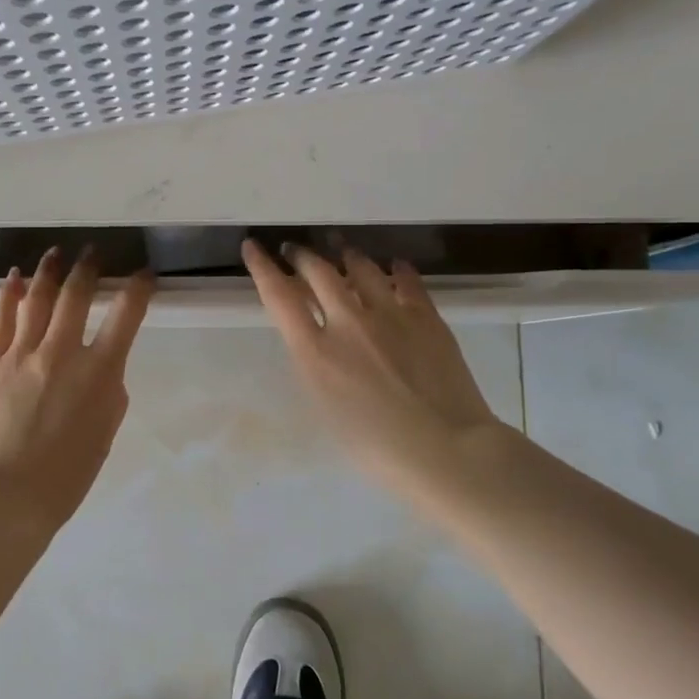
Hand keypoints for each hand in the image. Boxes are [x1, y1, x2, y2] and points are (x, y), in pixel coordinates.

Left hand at [0, 248, 153, 528]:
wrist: (5, 496)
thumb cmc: (66, 474)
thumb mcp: (106, 432)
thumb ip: (109, 390)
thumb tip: (103, 365)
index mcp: (99, 372)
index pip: (126, 315)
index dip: (138, 288)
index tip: (144, 274)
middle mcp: (61, 352)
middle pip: (76, 295)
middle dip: (88, 267)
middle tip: (93, 252)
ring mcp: (21, 354)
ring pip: (36, 298)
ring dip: (49, 271)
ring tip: (56, 253)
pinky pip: (0, 319)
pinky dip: (8, 294)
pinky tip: (14, 278)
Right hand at [242, 239, 506, 506]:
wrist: (445, 451)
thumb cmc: (376, 448)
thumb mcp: (325, 407)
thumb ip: (314, 365)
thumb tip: (315, 340)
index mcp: (315, 352)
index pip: (279, 296)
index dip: (262, 267)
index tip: (253, 247)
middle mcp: (348, 322)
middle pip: (318, 271)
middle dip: (301, 256)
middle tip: (295, 250)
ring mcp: (390, 314)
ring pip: (361, 267)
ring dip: (345, 255)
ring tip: (340, 251)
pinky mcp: (426, 316)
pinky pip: (406, 280)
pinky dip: (396, 269)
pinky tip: (394, 266)